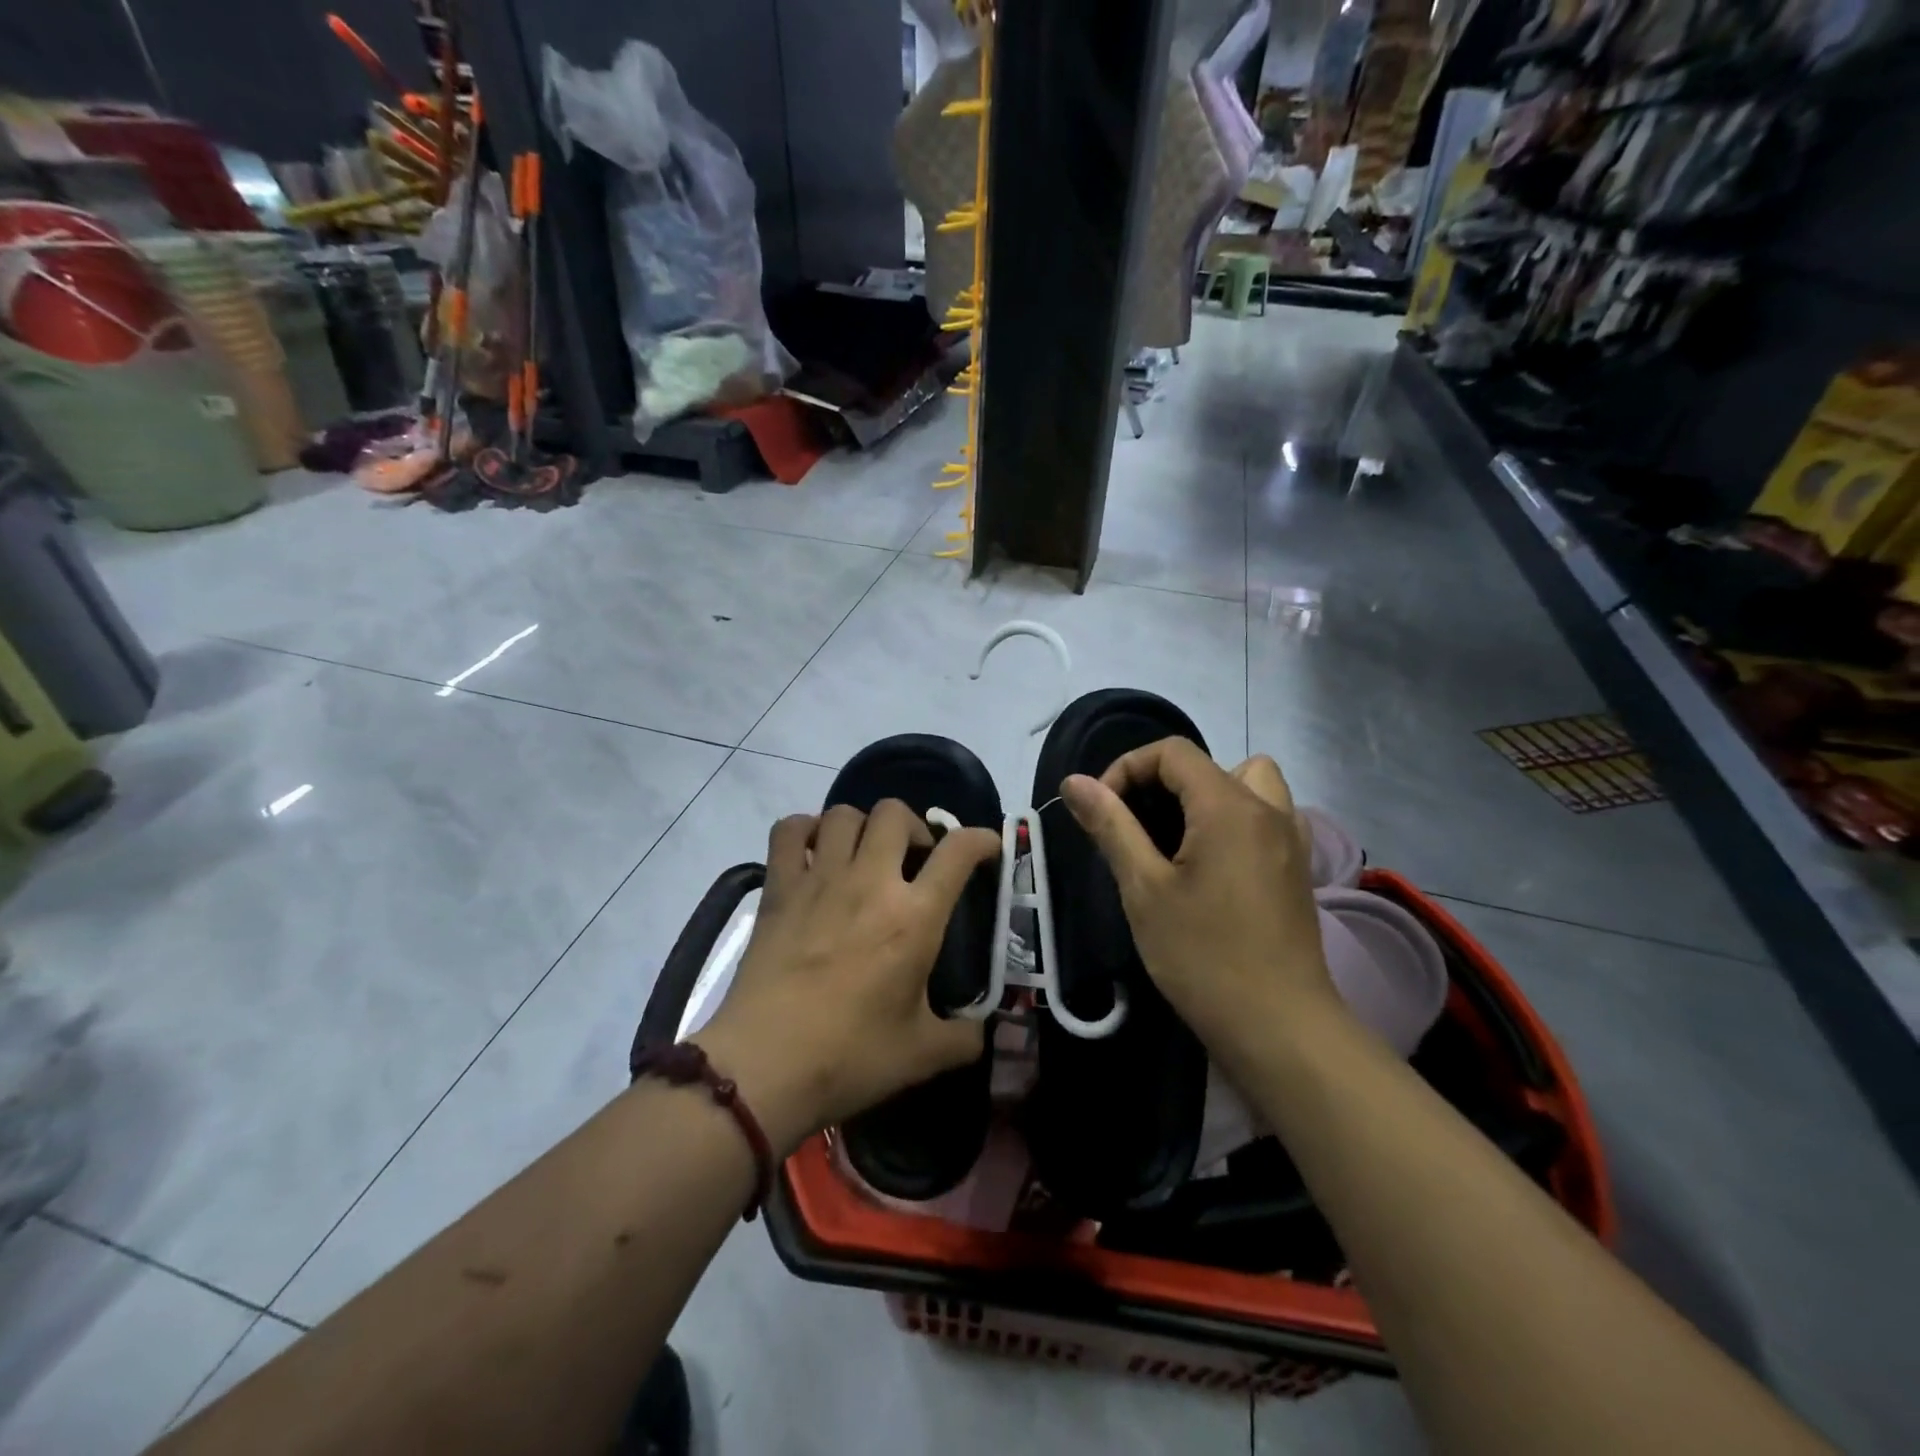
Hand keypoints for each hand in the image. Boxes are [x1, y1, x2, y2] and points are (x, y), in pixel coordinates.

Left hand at [696, 801, 1000, 1154]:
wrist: (765, 1066)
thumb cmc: (850, 1058)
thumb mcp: (923, 1055)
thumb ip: (964, 1037)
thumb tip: (981, 1031)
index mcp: (914, 917)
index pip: (958, 852)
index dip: (980, 839)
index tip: (986, 847)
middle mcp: (870, 882)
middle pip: (895, 813)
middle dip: (914, 826)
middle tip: (915, 859)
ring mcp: (820, 879)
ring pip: (844, 813)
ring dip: (862, 825)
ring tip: (865, 854)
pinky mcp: (779, 888)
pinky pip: (789, 831)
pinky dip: (805, 830)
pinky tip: (814, 852)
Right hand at [1060, 742, 1341, 1059]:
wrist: (1280, 1028)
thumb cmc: (1203, 956)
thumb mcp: (1144, 888)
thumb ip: (1111, 826)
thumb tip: (1074, 781)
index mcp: (1228, 806)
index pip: (1172, 753)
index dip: (1127, 769)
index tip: (1103, 812)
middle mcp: (1268, 809)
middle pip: (1209, 764)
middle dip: (1162, 782)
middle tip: (1136, 826)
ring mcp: (1290, 839)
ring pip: (1248, 783)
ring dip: (1208, 794)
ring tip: (1178, 838)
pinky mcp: (1298, 868)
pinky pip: (1266, 816)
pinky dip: (1235, 819)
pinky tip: (1212, 864)